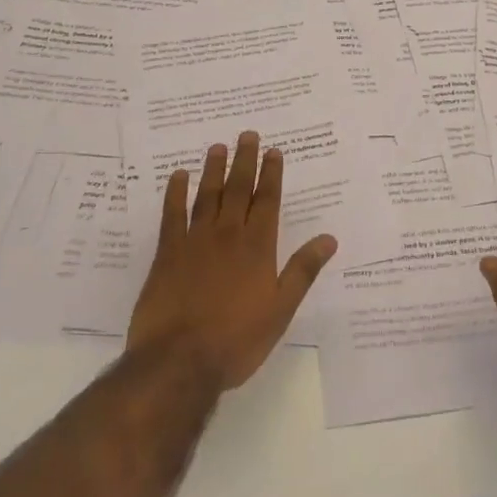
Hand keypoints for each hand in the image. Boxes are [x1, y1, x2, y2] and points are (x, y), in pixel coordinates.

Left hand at [126, 131, 336, 392]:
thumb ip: (303, 270)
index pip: (268, 201)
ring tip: (217, 147)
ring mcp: (195, 241)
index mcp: (258, 247)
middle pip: (238, 189)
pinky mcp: (167, 254)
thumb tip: (329, 239)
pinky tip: (177, 177)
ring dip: (213, 170)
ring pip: (207, 195)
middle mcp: (228, 234)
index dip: (271, 174)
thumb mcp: (281, 309)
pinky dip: (175, 193)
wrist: (179, 361)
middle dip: (245, 161)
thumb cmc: (237, 340)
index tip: (273, 151)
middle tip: (247, 134)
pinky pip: (172, 215)